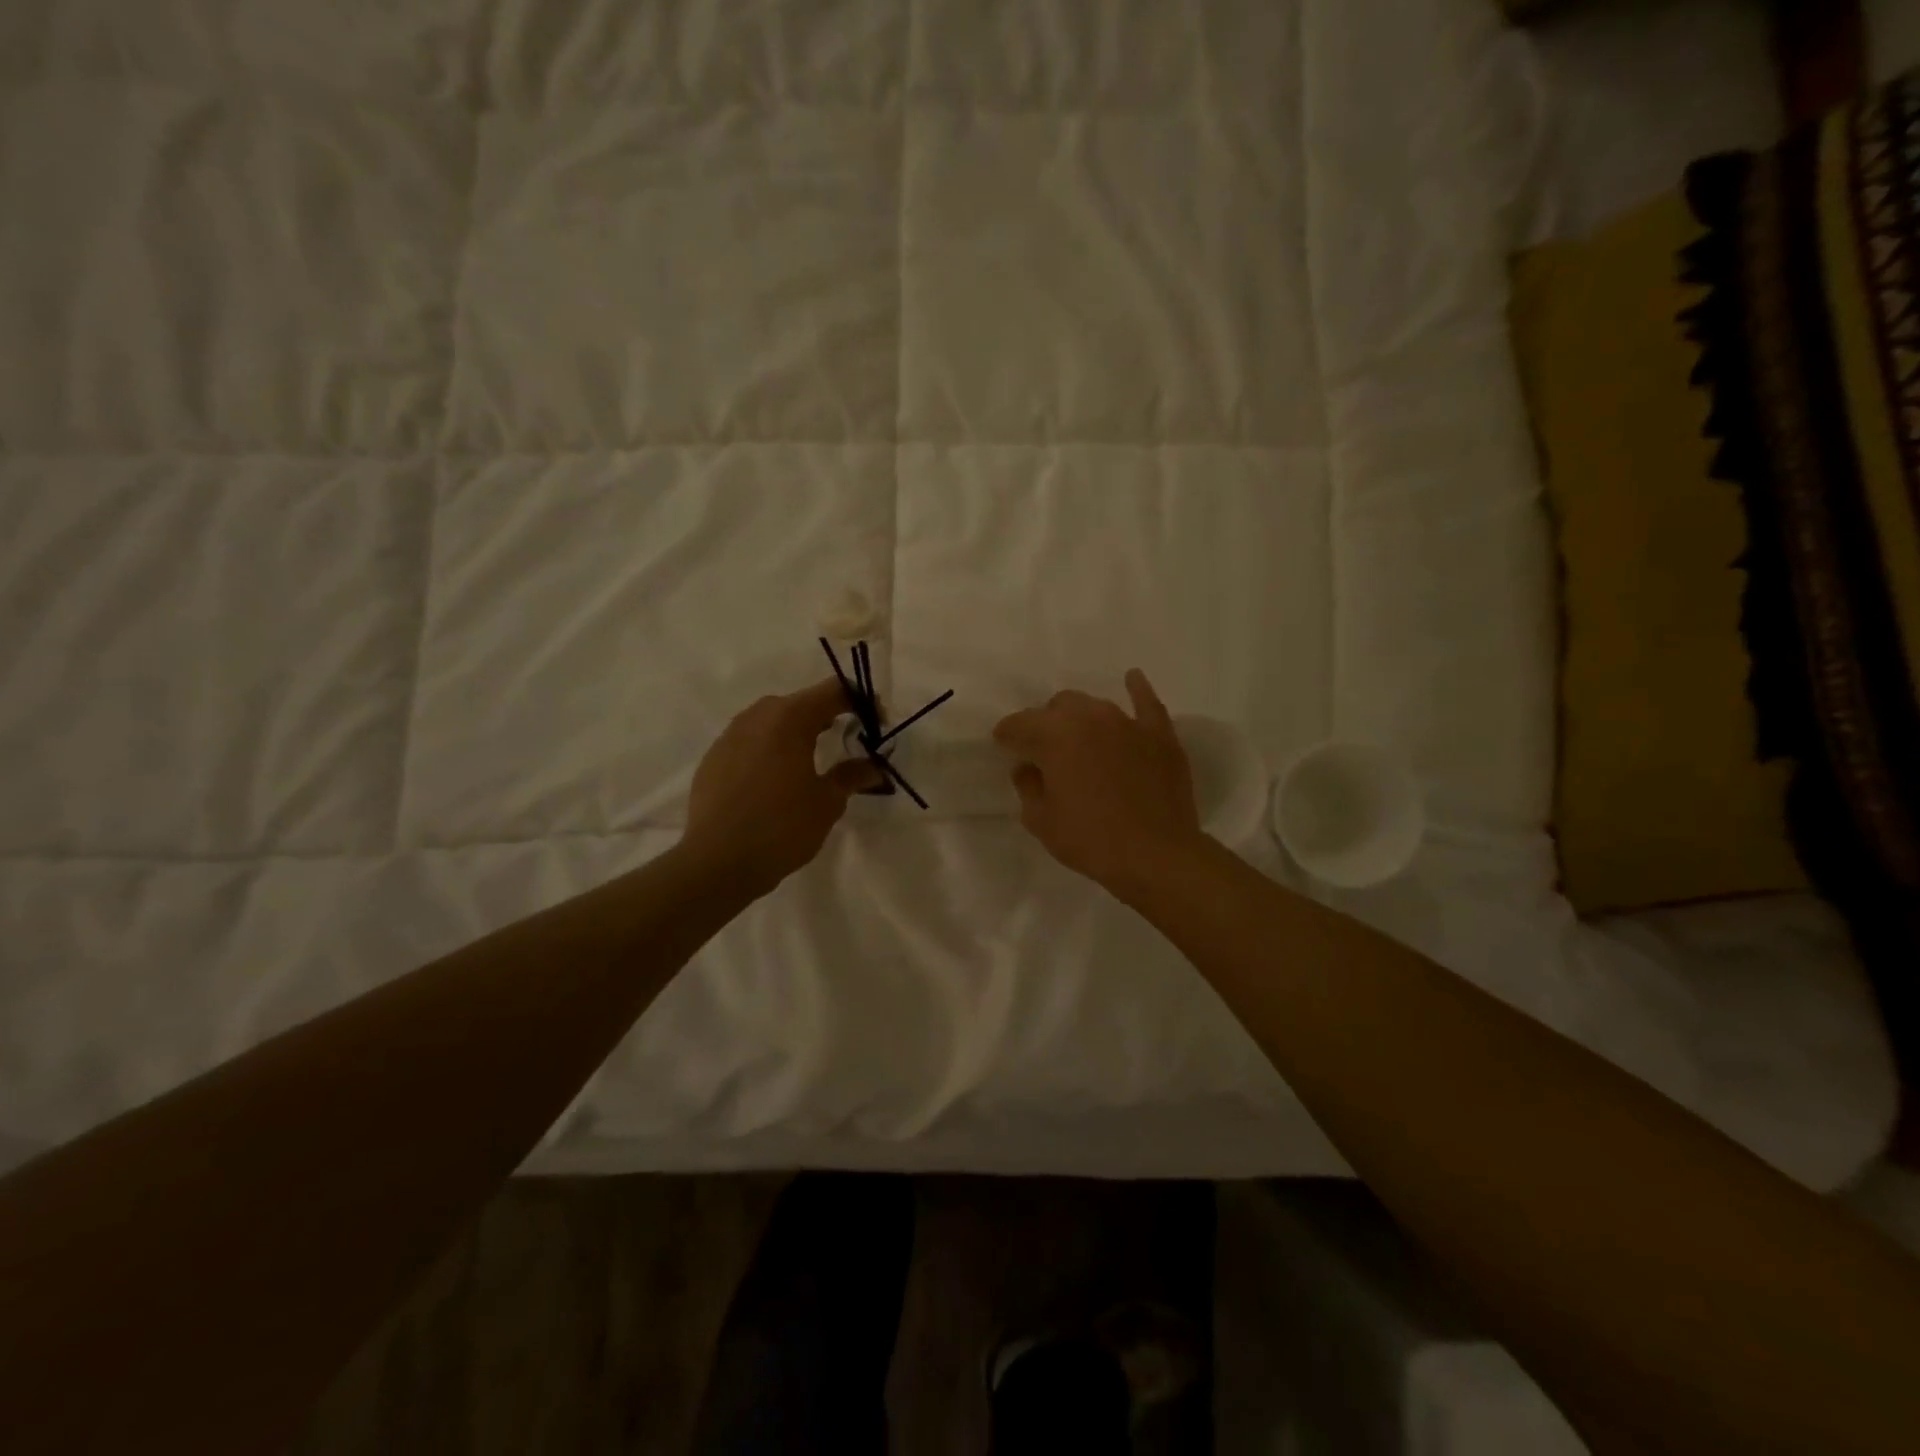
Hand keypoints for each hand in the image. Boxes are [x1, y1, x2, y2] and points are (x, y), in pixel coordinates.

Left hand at [682, 679, 879, 897]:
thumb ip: (851, 775)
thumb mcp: (827, 802)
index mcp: (789, 718)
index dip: (860, 701)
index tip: (876, 724)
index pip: (833, 691)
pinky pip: (750, 742)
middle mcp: (756, 717)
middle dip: (828, 716)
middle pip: (801, 703)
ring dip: (796, 732)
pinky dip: (770, 750)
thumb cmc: (782, 827)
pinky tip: (776, 780)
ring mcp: (730, 736)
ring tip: (812, 760)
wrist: (717, 862)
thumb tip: (872, 766)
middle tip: (848, 741)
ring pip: (772, 721)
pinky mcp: (713, 758)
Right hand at [993, 670, 1203, 898]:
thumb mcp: (1041, 820)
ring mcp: (1127, 723)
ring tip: (1081, 737)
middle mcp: (1089, 718)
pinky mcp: (1159, 735)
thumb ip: (1028, 786)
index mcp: (1054, 736)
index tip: (1004, 746)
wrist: (1155, 855)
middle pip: (1058, 707)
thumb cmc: (1090, 840)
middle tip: (1046, 751)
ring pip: (1095, 705)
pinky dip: (1137, 690)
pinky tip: (1132, 679)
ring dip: (1081, 717)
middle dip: (1046, 724)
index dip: (1007, 735)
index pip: (1020, 724)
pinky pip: (1146, 703)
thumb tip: (1028, 768)